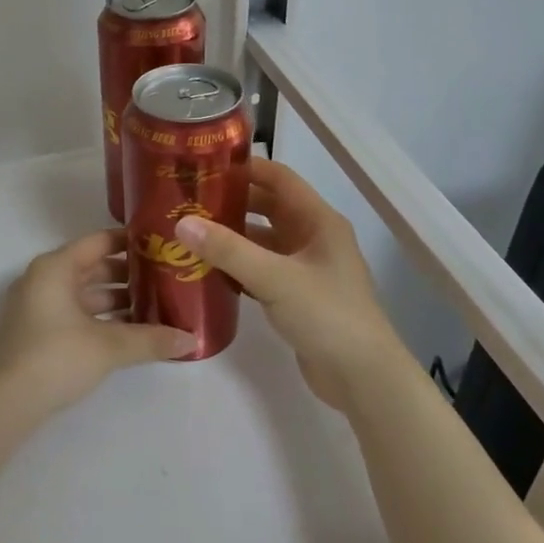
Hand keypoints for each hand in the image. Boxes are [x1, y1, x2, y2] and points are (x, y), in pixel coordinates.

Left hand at [0, 229, 194, 422]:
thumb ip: (151, 339)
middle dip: (130, 275)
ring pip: (85, 294)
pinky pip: (77, 314)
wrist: (5, 403)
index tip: (163, 245)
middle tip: (168, 279)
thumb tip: (192, 340)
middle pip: (93, 267)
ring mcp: (38, 307)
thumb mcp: (109, 346)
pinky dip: (102, 319)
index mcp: (56, 267)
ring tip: (157, 308)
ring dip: (118, 300)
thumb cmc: (56, 357)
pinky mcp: (38, 332)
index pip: (100, 241)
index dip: (132, 242)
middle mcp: (44, 279)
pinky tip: (131, 333)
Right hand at [173, 157, 404, 408]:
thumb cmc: (326, 315)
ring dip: (232, 237)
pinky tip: (208, 271)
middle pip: (268, 208)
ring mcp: (306, 269)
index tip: (204, 166)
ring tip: (190, 234)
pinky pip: (262, 270)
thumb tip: (182, 223)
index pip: (279, 179)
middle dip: (231, 203)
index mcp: (318, 221)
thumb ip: (228, 250)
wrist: (361, 376)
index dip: (245, 168)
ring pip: (263, 242)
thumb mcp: (275, 278)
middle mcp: (314, 238)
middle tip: (188, 201)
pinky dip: (238, 267)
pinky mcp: (297, 296)